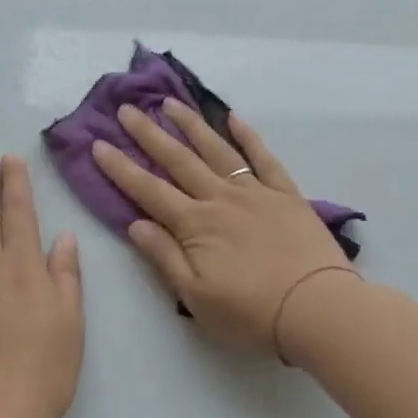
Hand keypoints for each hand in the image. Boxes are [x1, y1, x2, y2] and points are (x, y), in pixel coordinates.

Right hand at [92, 101, 351, 355]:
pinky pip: (263, 157)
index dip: (121, 167)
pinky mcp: (285, 193)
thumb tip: (134, 223)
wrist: (318, 309)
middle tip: (126, 109)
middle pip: (178, 160)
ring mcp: (255, 191)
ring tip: (170, 103)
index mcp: (195, 224)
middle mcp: (220, 198)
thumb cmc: (252, 314)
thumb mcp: (196, 297)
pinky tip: (232, 118)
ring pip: (216, 149)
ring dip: (191, 125)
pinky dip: (247, 136)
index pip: (148, 190)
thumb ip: (164, 257)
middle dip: (148, 134)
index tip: (98, 144)